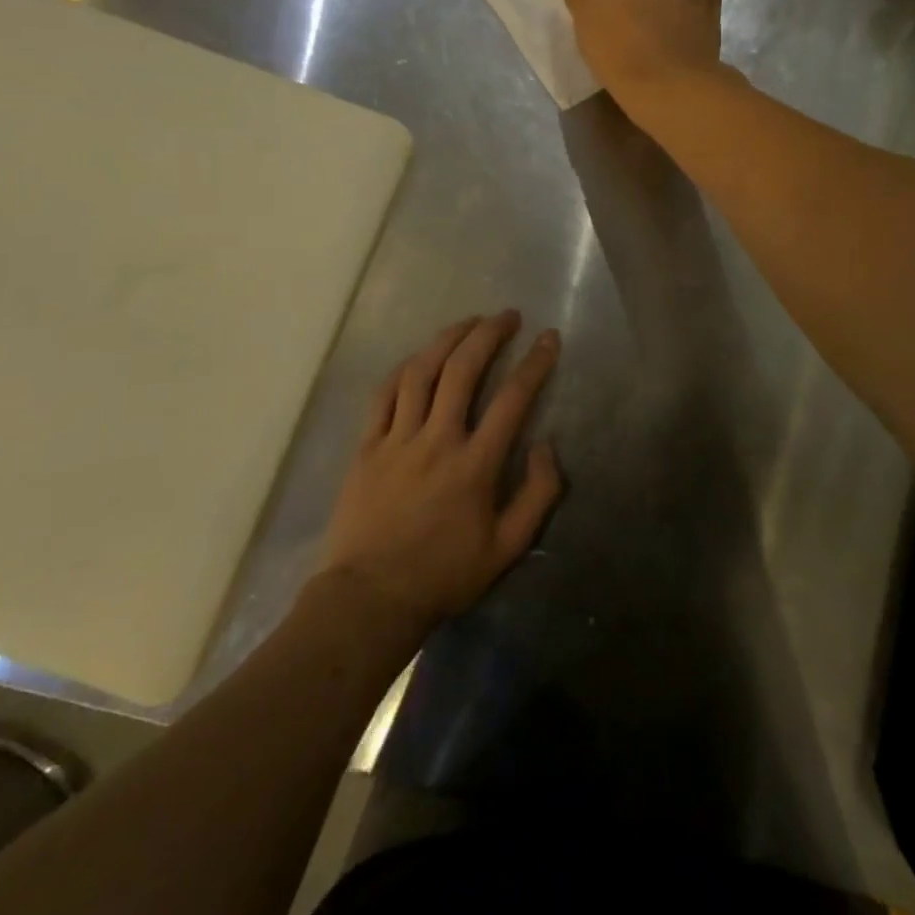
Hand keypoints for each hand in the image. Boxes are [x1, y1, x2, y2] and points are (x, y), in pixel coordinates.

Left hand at [322, 312, 562, 627]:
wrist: (369, 598)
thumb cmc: (444, 574)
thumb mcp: (507, 548)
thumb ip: (538, 495)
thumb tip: (546, 445)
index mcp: (475, 464)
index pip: (513, 398)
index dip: (535, 362)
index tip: (548, 338)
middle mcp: (437, 440)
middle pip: (463, 370)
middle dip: (489, 334)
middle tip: (507, 316)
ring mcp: (397, 439)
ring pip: (422, 372)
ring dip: (448, 339)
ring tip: (468, 322)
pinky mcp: (367, 446)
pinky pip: (384, 394)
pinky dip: (405, 368)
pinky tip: (419, 356)